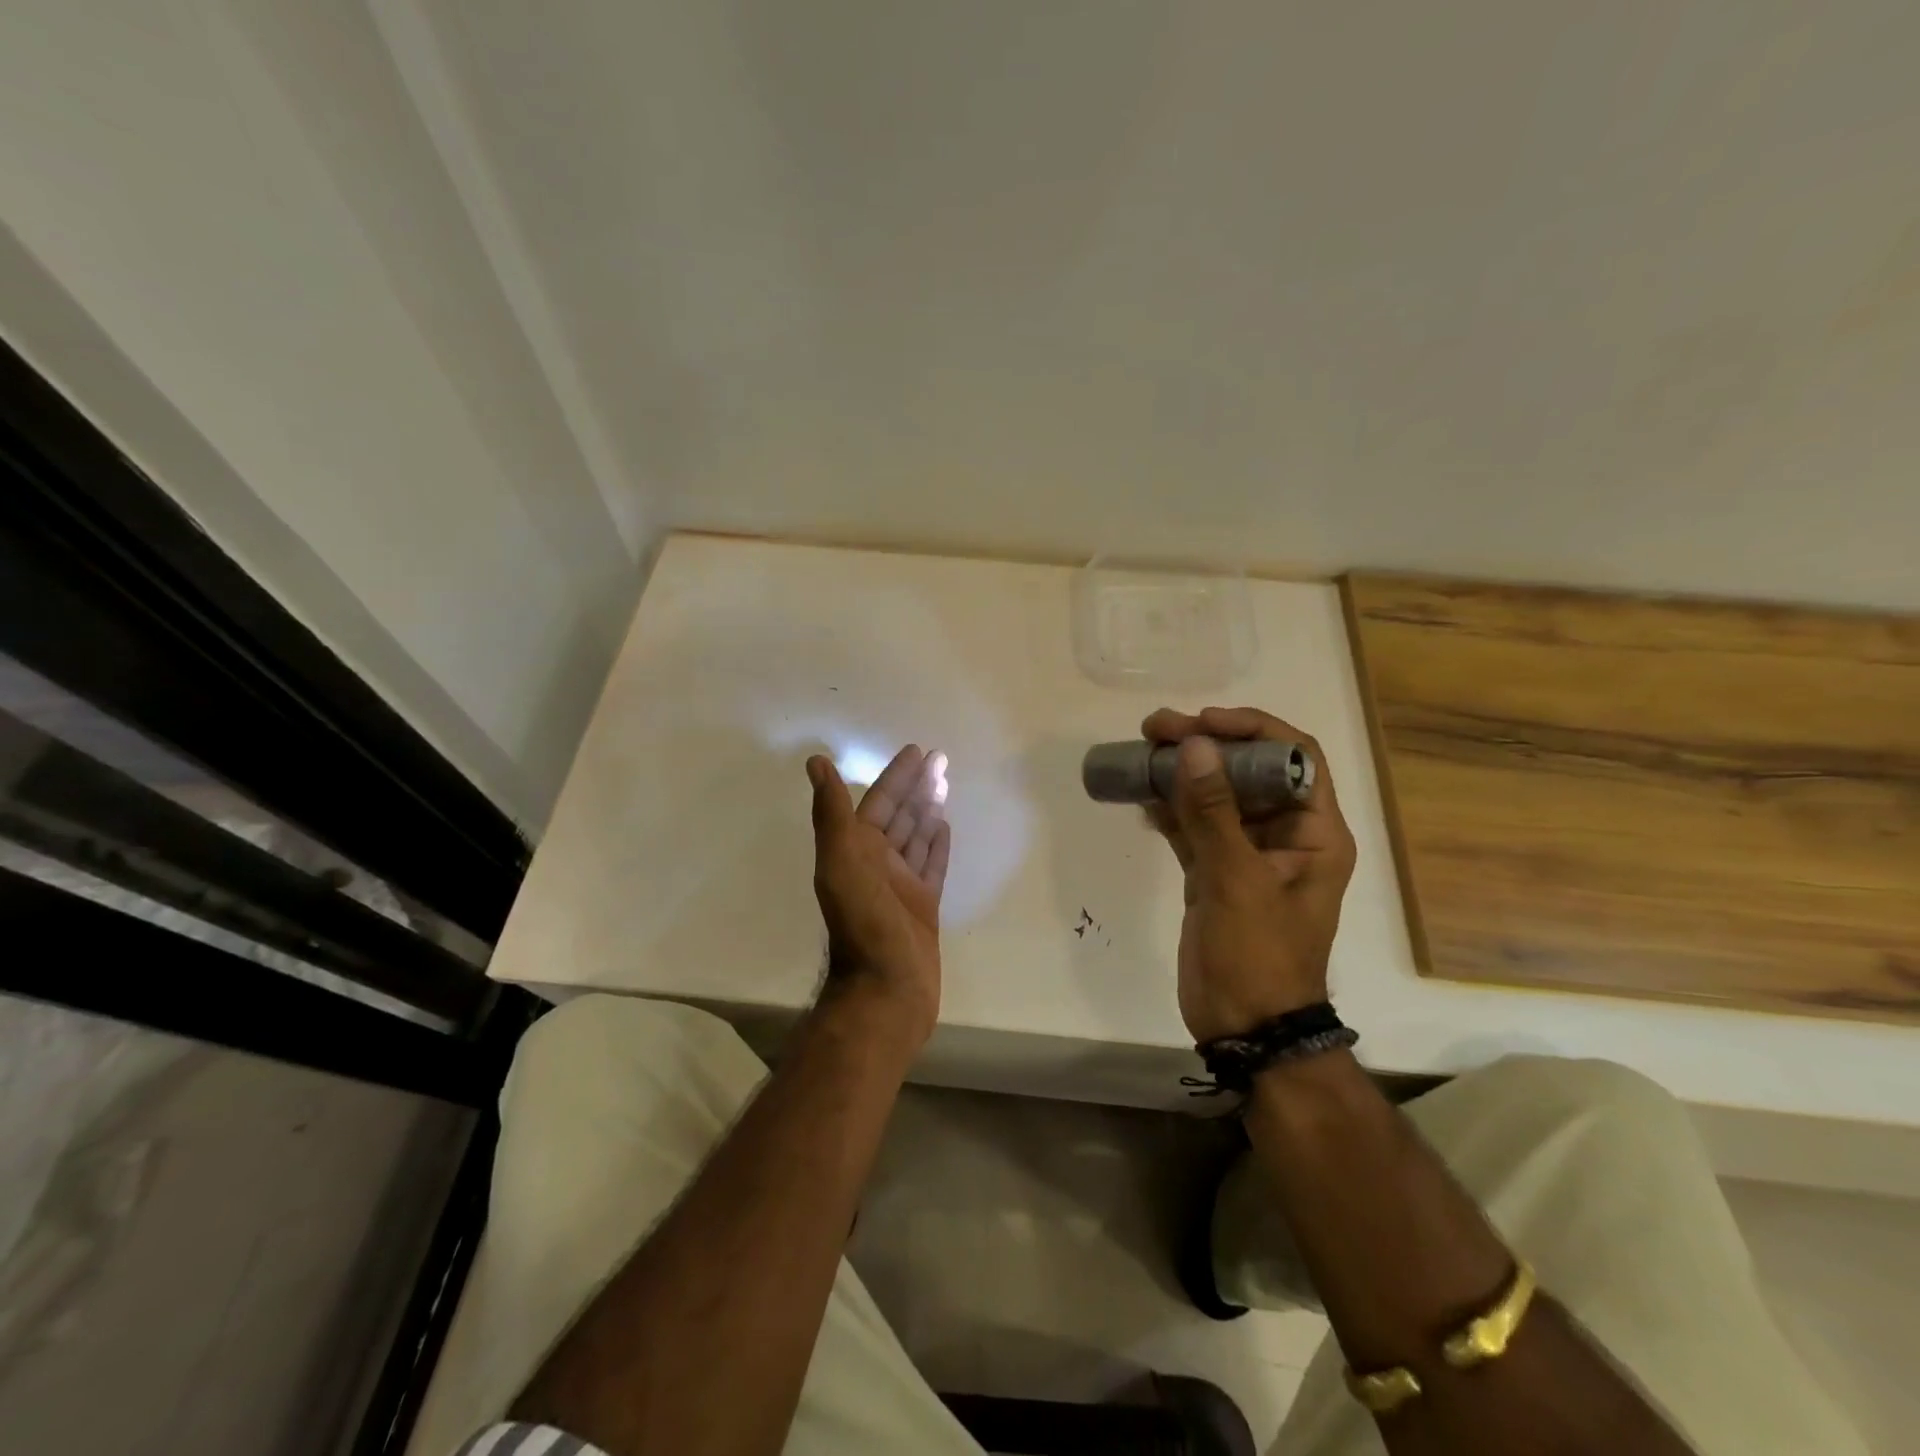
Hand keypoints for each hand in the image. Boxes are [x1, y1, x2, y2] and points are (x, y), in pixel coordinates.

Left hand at [806, 745, 951, 1046]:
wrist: (886, 990)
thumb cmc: (864, 924)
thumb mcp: (841, 863)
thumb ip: (832, 814)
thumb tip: (816, 762)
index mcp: (857, 850)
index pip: (880, 801)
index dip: (897, 775)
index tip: (917, 751)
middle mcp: (877, 863)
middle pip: (901, 814)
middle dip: (918, 786)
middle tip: (941, 758)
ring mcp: (901, 885)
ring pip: (917, 836)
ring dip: (929, 808)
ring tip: (945, 782)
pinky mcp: (923, 906)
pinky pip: (931, 865)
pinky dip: (937, 844)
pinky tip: (945, 826)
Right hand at [1140, 707, 1357, 1042]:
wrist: (1246, 1027)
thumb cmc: (1258, 956)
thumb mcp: (1236, 881)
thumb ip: (1213, 812)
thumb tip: (1194, 746)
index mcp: (1314, 833)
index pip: (1295, 758)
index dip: (1253, 730)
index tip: (1203, 723)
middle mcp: (1285, 836)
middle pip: (1249, 771)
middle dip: (1205, 745)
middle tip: (1156, 728)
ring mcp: (1247, 855)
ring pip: (1216, 797)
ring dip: (1183, 773)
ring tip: (1141, 751)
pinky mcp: (1216, 873)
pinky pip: (1194, 827)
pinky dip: (1170, 809)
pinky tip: (1141, 796)